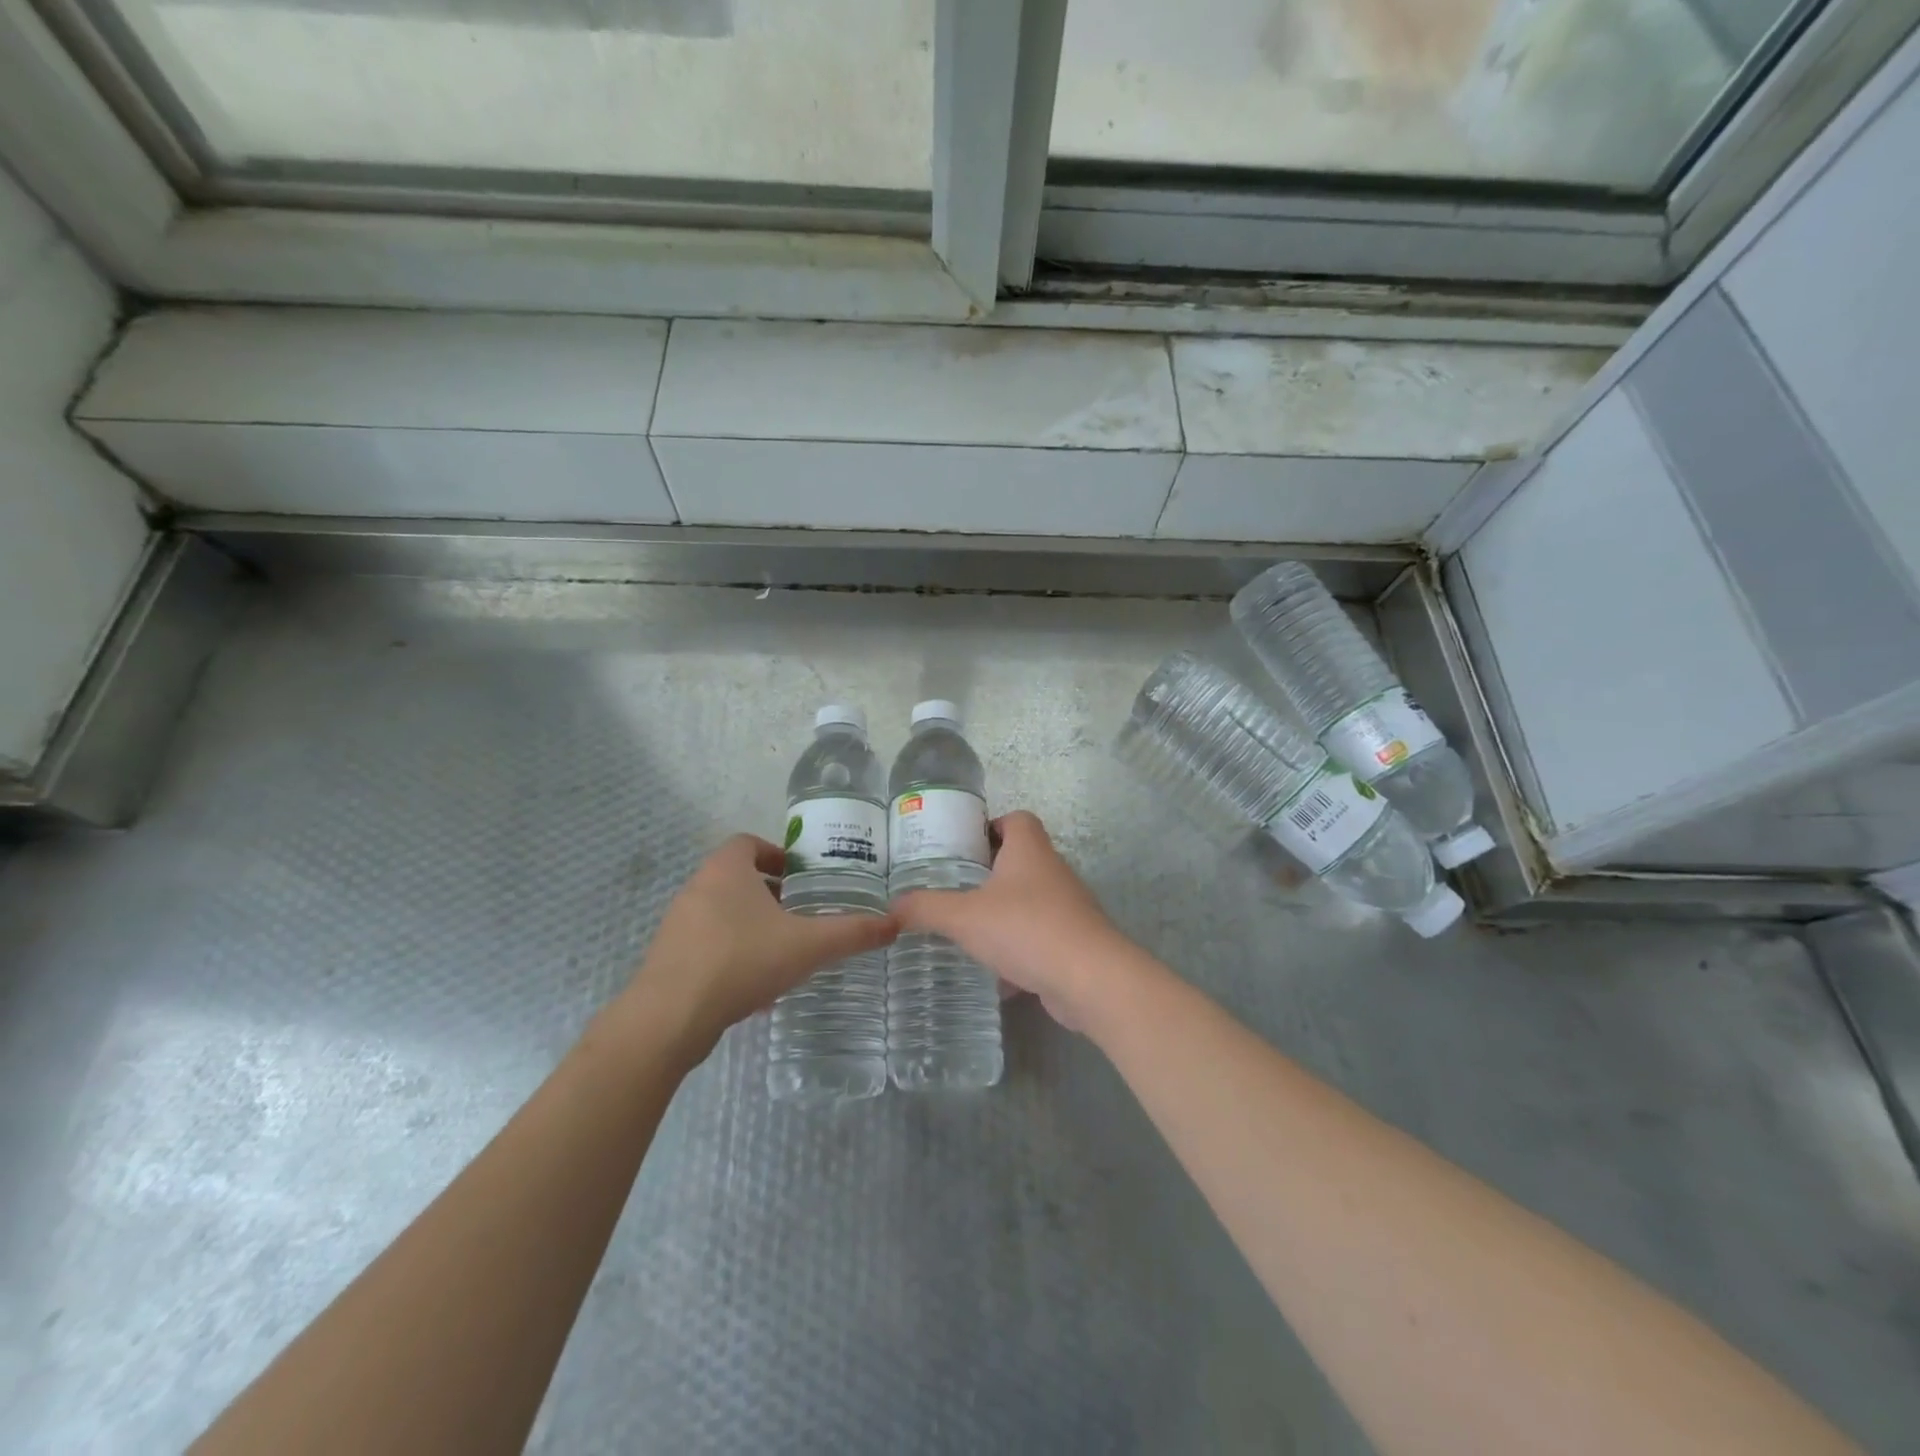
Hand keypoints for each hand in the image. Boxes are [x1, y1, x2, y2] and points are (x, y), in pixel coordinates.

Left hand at [621, 835, 897, 1056]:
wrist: (668, 1020)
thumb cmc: (740, 962)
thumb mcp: (807, 946)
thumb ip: (851, 933)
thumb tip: (895, 924)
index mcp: (725, 870)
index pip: (748, 842)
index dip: (776, 854)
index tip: (801, 876)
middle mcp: (697, 889)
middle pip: (737, 879)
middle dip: (770, 894)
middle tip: (801, 914)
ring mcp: (677, 925)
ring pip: (722, 914)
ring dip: (752, 926)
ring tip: (783, 952)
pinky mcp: (668, 960)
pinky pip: (707, 945)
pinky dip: (732, 955)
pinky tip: (755, 988)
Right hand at [891, 811, 1129, 1030]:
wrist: (1090, 979)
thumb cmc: (1025, 929)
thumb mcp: (964, 917)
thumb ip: (926, 908)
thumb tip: (892, 907)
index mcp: (1029, 850)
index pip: (1016, 819)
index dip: (990, 826)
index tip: (962, 847)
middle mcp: (1052, 871)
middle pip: (1021, 859)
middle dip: (989, 874)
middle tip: (954, 889)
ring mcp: (1068, 907)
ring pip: (1029, 901)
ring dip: (1003, 913)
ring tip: (968, 930)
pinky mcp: (1074, 942)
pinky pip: (1040, 937)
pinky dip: (1019, 951)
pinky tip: (996, 975)